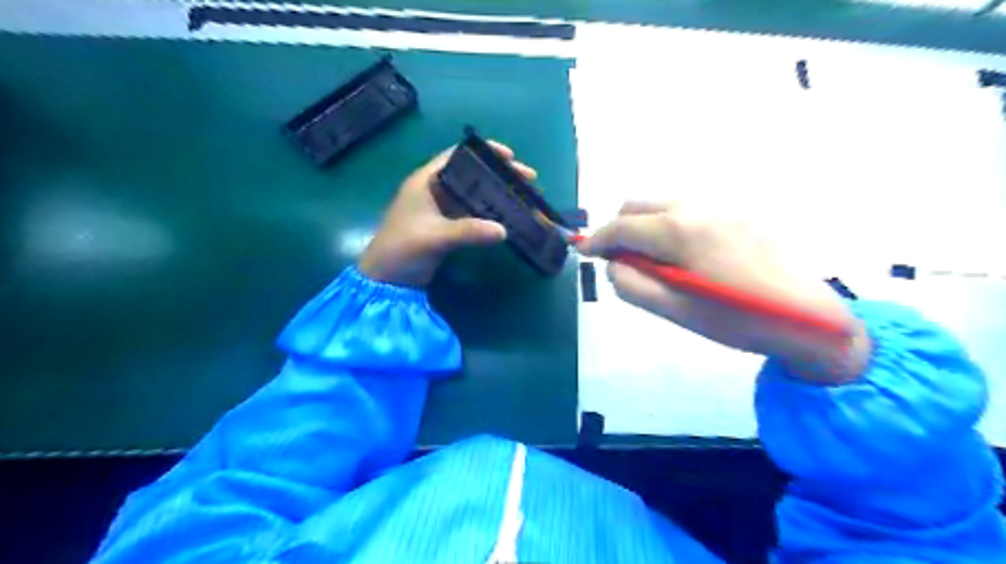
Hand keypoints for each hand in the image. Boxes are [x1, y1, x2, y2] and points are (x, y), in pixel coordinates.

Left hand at [359, 143, 537, 288]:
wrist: (386, 281)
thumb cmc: (402, 249)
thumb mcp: (434, 237)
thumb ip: (468, 231)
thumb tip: (504, 231)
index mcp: (426, 181)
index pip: (457, 156)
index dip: (484, 152)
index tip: (511, 156)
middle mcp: (435, 190)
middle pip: (472, 174)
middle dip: (499, 175)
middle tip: (528, 179)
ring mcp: (441, 209)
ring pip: (475, 195)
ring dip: (497, 194)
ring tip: (524, 196)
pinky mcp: (447, 227)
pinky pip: (473, 214)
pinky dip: (490, 213)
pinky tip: (508, 216)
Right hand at [577, 200, 868, 383]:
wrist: (808, 317)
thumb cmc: (735, 319)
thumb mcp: (674, 310)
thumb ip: (631, 284)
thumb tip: (613, 264)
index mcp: (679, 230)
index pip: (621, 226)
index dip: (597, 240)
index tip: (583, 253)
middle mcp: (695, 205)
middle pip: (636, 205)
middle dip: (619, 230)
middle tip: (622, 263)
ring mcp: (717, 204)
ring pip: (659, 204)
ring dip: (643, 226)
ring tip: (653, 262)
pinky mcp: (732, 211)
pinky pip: (682, 208)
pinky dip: (665, 224)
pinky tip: (680, 254)